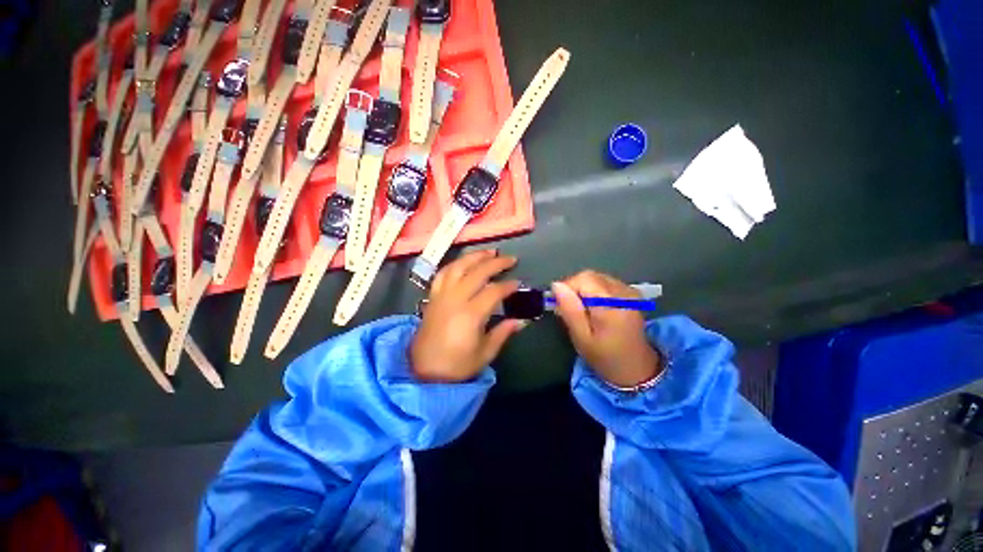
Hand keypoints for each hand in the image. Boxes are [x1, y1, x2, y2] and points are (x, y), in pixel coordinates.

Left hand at [411, 250, 525, 381]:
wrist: (424, 371)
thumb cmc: (456, 365)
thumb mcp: (485, 353)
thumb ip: (503, 333)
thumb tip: (521, 321)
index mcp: (470, 315)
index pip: (494, 291)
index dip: (508, 285)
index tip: (518, 284)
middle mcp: (455, 299)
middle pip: (477, 272)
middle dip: (496, 263)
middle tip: (510, 259)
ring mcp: (441, 295)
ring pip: (458, 267)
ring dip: (475, 256)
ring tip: (490, 252)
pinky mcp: (432, 297)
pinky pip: (443, 273)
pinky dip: (455, 264)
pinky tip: (464, 262)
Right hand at [551, 271, 661, 387]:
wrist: (637, 369)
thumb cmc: (605, 357)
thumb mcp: (581, 337)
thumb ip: (569, 310)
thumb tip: (556, 285)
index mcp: (611, 305)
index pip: (583, 279)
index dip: (567, 287)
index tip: (561, 305)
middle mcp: (623, 293)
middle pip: (589, 275)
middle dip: (574, 288)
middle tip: (569, 309)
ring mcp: (629, 292)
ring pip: (596, 277)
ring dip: (584, 289)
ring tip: (582, 310)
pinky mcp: (631, 294)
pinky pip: (605, 282)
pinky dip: (594, 290)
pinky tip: (594, 307)